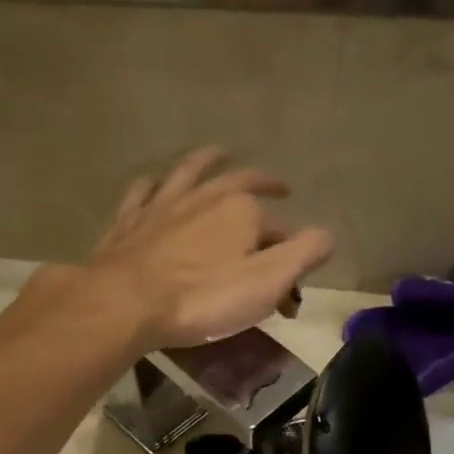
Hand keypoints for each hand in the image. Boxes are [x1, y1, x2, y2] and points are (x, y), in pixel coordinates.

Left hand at [81, 146, 332, 349]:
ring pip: (190, 171)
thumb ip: (304, 254)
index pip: (279, 229)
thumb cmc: (203, 298)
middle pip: (241, 183)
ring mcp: (164, 204)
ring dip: (209, 159)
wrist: (127, 302)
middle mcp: (205, 195)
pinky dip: (155, 183)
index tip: (290, 292)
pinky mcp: (131, 220)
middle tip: (280, 186)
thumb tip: (326, 235)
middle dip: (264, 182)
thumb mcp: (268, 282)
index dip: (290, 255)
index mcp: (243, 210)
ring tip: (221, 152)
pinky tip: (156, 181)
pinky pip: (145, 190)